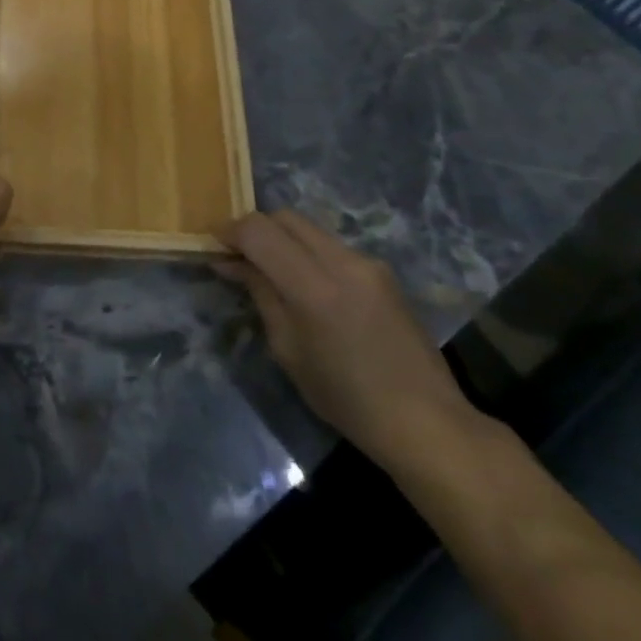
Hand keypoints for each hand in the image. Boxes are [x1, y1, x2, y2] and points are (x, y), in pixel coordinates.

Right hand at [216, 210, 475, 469]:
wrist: (426, 421)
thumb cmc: (346, 397)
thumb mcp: (288, 349)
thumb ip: (261, 294)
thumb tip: (231, 263)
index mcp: (314, 286)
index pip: (258, 230)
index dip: (230, 231)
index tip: (214, 247)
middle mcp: (342, 261)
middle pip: (284, 218)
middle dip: (255, 230)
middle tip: (238, 257)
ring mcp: (367, 263)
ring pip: (308, 229)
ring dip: (282, 240)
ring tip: (268, 270)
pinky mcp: (382, 272)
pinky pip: (331, 246)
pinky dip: (306, 252)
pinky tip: (303, 284)